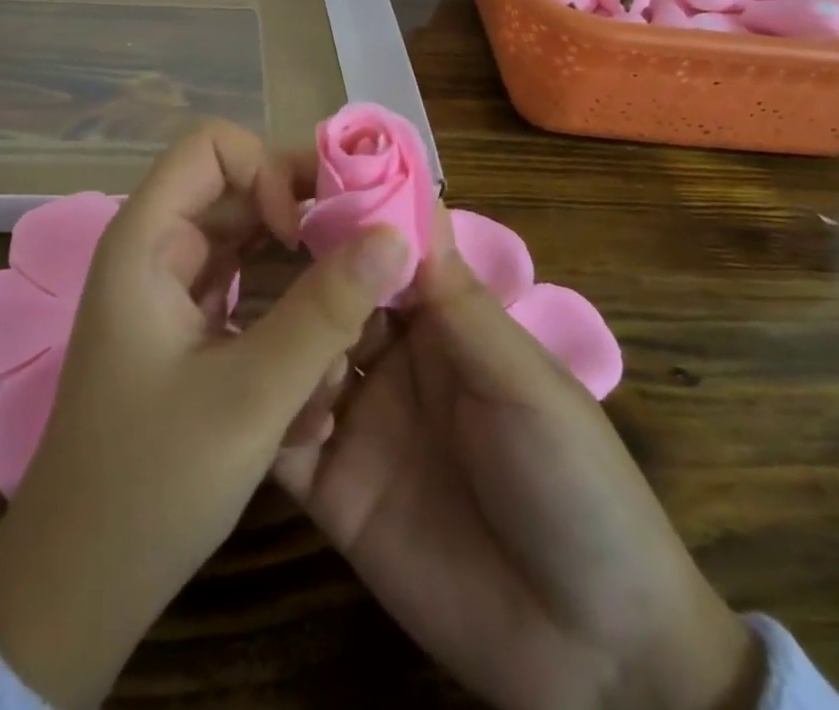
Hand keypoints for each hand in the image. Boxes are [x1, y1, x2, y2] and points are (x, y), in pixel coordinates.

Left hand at [0, 121, 409, 709]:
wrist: (78, 587)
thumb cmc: (150, 483)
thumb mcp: (252, 396)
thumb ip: (326, 312)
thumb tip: (394, 236)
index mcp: (146, 240)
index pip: (212, 147)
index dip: (266, 171)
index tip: (302, 233)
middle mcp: (157, 249)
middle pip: (241, 191)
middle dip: (303, 225)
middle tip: (362, 266)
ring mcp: (172, 289)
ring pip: (252, 244)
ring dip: (301, 281)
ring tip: (342, 335)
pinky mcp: (189, 328)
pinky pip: (249, 292)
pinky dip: (285, 319)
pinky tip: (312, 387)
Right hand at [275, 208, 761, 709]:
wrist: (592, 652)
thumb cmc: (573, 482)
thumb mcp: (522, 380)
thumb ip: (457, 299)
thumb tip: (410, 196)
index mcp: (441, 322)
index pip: (382, 251)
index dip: (344, 219)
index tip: (291, 186)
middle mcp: (391, 358)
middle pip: (332, 298)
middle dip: (301, 276)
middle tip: (246, 253)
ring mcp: (358, 421)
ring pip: (299, 357)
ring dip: (282, 342)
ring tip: (266, 336)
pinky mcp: (331, 488)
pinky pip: (284, 439)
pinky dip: (268, 416)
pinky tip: (263, 407)